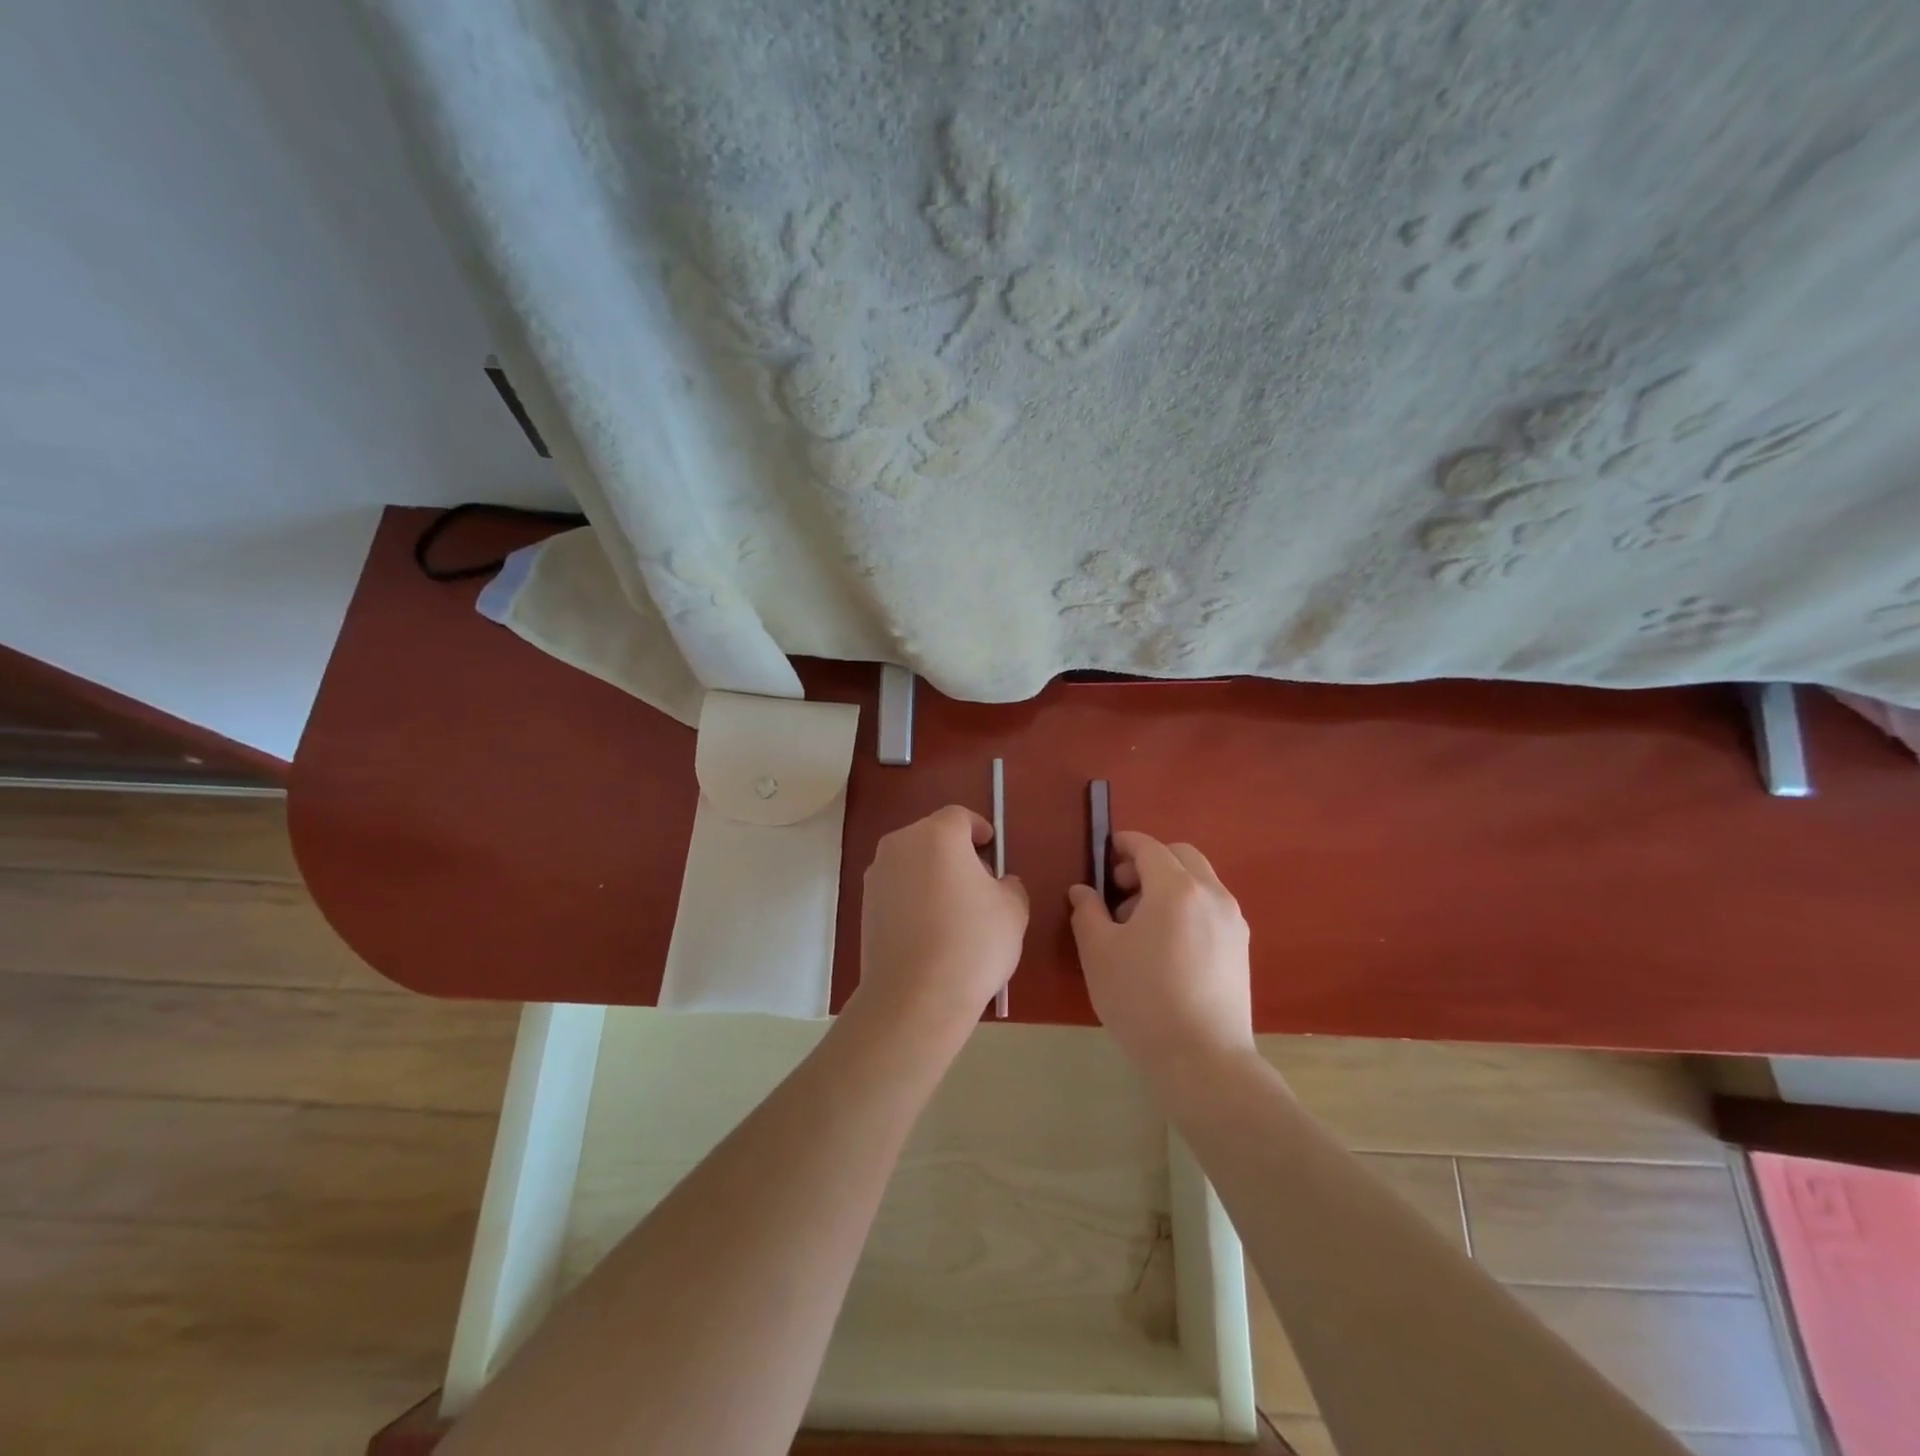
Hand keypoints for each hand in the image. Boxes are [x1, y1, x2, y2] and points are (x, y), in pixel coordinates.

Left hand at [853, 804, 1027, 1038]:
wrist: (915, 995)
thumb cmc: (972, 942)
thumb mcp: (1013, 910)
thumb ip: (1009, 886)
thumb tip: (998, 884)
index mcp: (938, 835)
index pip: (960, 817)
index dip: (979, 829)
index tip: (992, 848)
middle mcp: (901, 844)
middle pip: (933, 837)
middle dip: (956, 853)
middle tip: (978, 883)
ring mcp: (877, 875)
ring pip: (912, 863)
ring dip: (932, 875)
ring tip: (954, 911)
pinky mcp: (865, 906)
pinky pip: (897, 889)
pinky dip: (914, 898)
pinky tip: (930, 930)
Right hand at [1068, 831, 1253, 1079]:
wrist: (1202, 1060)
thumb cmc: (1142, 999)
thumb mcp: (1099, 953)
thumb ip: (1087, 912)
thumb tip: (1083, 891)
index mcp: (1176, 889)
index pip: (1149, 847)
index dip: (1124, 844)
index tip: (1105, 854)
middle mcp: (1211, 895)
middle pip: (1181, 856)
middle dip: (1149, 862)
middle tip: (1120, 890)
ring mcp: (1232, 922)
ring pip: (1199, 881)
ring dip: (1169, 884)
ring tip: (1140, 924)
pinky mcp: (1241, 948)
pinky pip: (1211, 907)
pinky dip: (1187, 906)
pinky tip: (1167, 945)